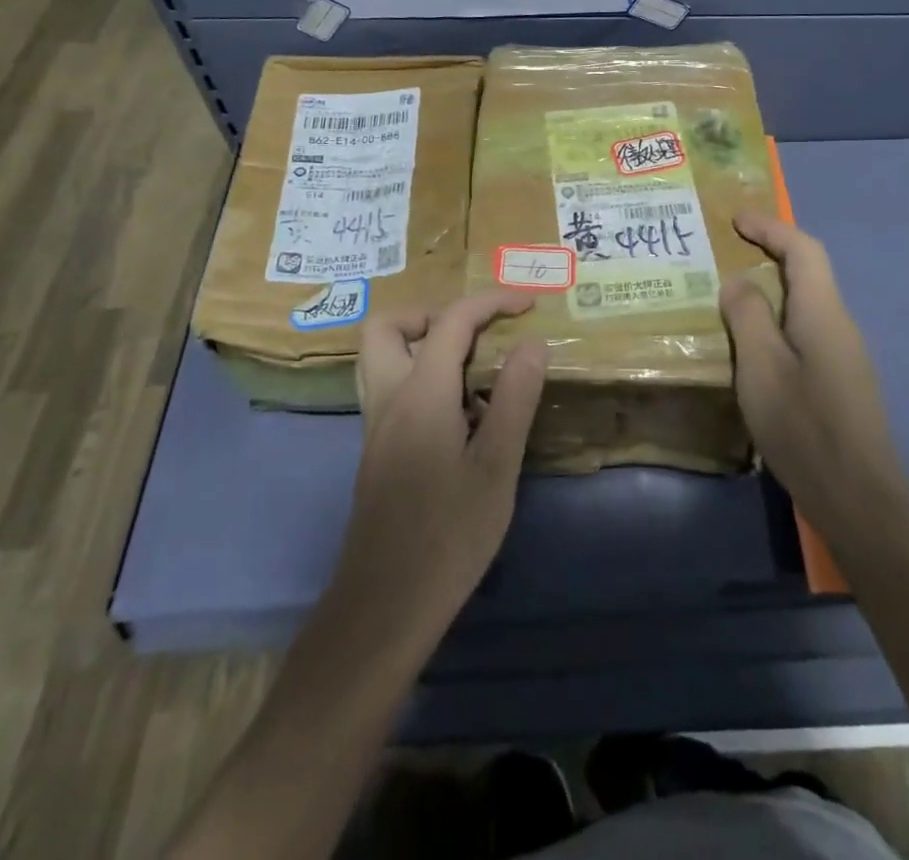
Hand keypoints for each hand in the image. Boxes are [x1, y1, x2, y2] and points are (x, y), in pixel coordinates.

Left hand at [337, 290, 547, 634]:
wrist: (385, 607)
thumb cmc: (449, 536)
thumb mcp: (497, 466)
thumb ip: (514, 397)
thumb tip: (532, 343)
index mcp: (420, 395)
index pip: (451, 321)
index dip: (490, 302)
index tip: (528, 305)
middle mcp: (388, 399)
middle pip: (388, 328)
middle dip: (433, 314)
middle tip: (477, 334)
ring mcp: (376, 427)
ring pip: (381, 358)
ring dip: (422, 344)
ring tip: (472, 369)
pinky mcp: (377, 452)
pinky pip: (391, 388)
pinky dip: (421, 378)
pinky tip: (459, 416)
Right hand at [720, 213, 906, 533]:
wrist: (857, 496)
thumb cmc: (804, 425)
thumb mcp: (762, 366)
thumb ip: (748, 316)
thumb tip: (739, 280)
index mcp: (821, 311)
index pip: (803, 249)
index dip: (770, 227)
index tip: (736, 219)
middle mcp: (839, 324)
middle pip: (808, 272)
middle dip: (771, 252)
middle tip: (730, 250)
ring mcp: (843, 354)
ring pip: (806, 303)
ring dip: (772, 288)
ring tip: (732, 294)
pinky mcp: (839, 380)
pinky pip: (805, 330)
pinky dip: (778, 319)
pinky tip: (754, 343)